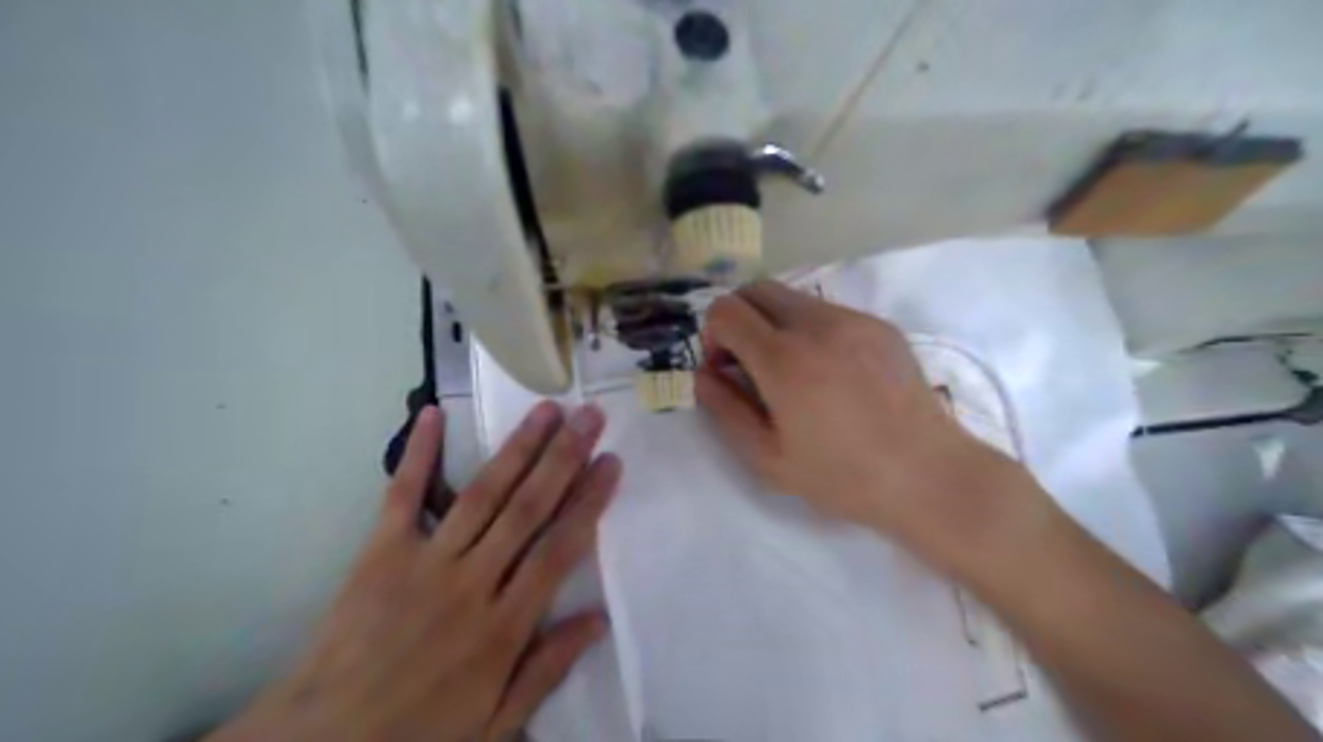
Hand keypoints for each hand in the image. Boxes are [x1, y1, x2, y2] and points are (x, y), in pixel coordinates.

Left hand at [219, 404, 625, 740]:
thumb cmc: (418, 734)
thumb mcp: (496, 724)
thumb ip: (547, 668)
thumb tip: (599, 619)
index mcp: (504, 626)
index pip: (560, 549)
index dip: (589, 501)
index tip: (611, 461)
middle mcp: (472, 582)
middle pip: (528, 509)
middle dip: (564, 458)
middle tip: (589, 416)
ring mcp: (425, 562)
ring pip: (483, 494)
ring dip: (518, 448)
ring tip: (546, 410)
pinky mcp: (380, 553)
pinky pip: (403, 495)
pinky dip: (418, 454)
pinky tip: (433, 414)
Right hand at [694, 281, 1044, 576]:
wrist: (928, 475)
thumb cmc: (842, 477)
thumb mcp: (768, 459)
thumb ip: (725, 410)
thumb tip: (704, 374)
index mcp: (784, 360)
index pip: (726, 310)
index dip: (713, 334)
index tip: (724, 367)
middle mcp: (817, 325)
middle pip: (756, 289)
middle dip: (739, 317)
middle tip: (749, 362)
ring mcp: (854, 320)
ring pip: (793, 298)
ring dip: (775, 323)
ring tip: (792, 372)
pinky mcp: (880, 325)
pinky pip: (828, 312)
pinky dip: (810, 330)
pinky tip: (831, 374)